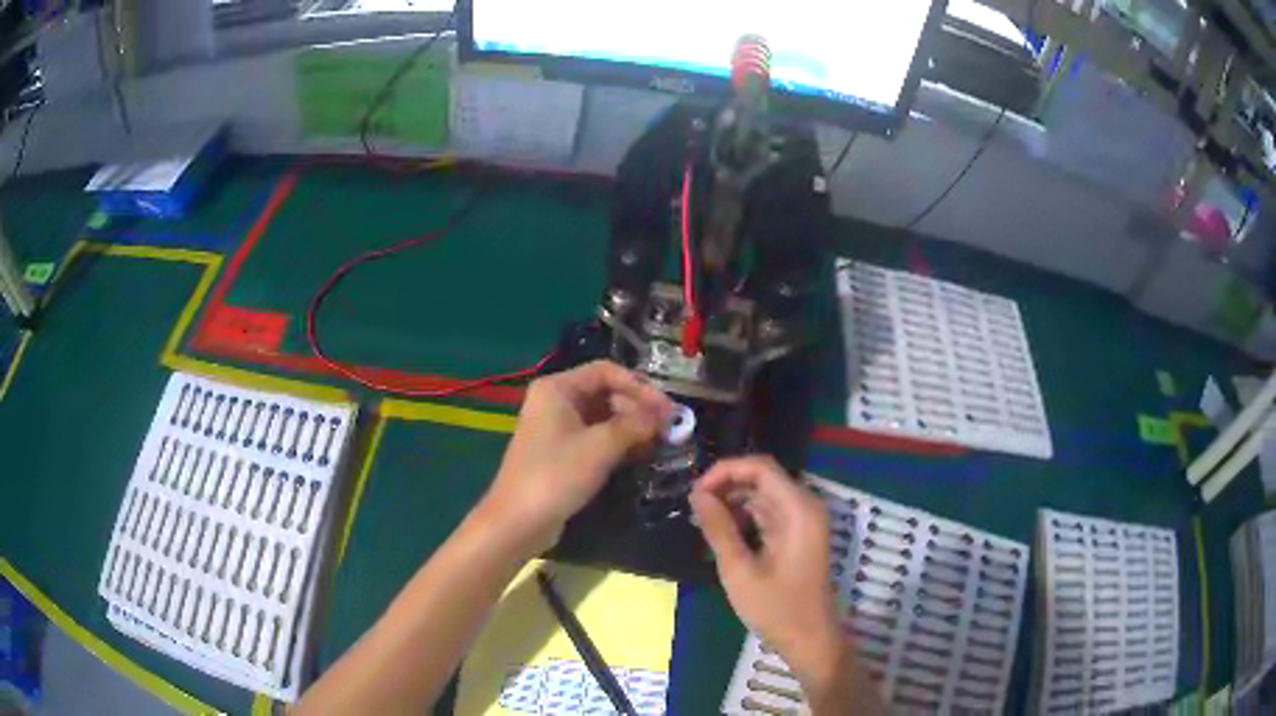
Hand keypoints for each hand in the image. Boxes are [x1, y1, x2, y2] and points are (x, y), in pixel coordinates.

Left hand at [478, 360, 672, 555]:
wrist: (518, 521)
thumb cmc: (556, 475)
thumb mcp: (600, 447)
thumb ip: (636, 425)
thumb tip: (666, 415)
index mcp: (557, 388)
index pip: (606, 371)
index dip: (639, 386)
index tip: (667, 408)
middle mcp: (556, 401)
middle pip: (605, 393)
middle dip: (638, 408)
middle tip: (668, 428)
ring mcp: (557, 427)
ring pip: (603, 417)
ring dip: (631, 427)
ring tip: (660, 442)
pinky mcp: (561, 452)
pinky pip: (595, 437)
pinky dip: (618, 443)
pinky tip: (640, 455)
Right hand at [689, 457, 845, 691]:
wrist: (810, 639)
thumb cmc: (776, 608)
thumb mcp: (739, 570)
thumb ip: (718, 529)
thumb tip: (697, 494)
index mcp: (797, 509)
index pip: (760, 467)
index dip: (725, 471)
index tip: (695, 492)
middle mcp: (804, 506)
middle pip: (762, 478)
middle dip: (726, 486)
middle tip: (693, 508)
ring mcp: (803, 520)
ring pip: (763, 494)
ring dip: (733, 502)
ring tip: (702, 521)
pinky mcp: (798, 534)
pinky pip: (769, 512)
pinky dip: (744, 516)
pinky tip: (722, 534)